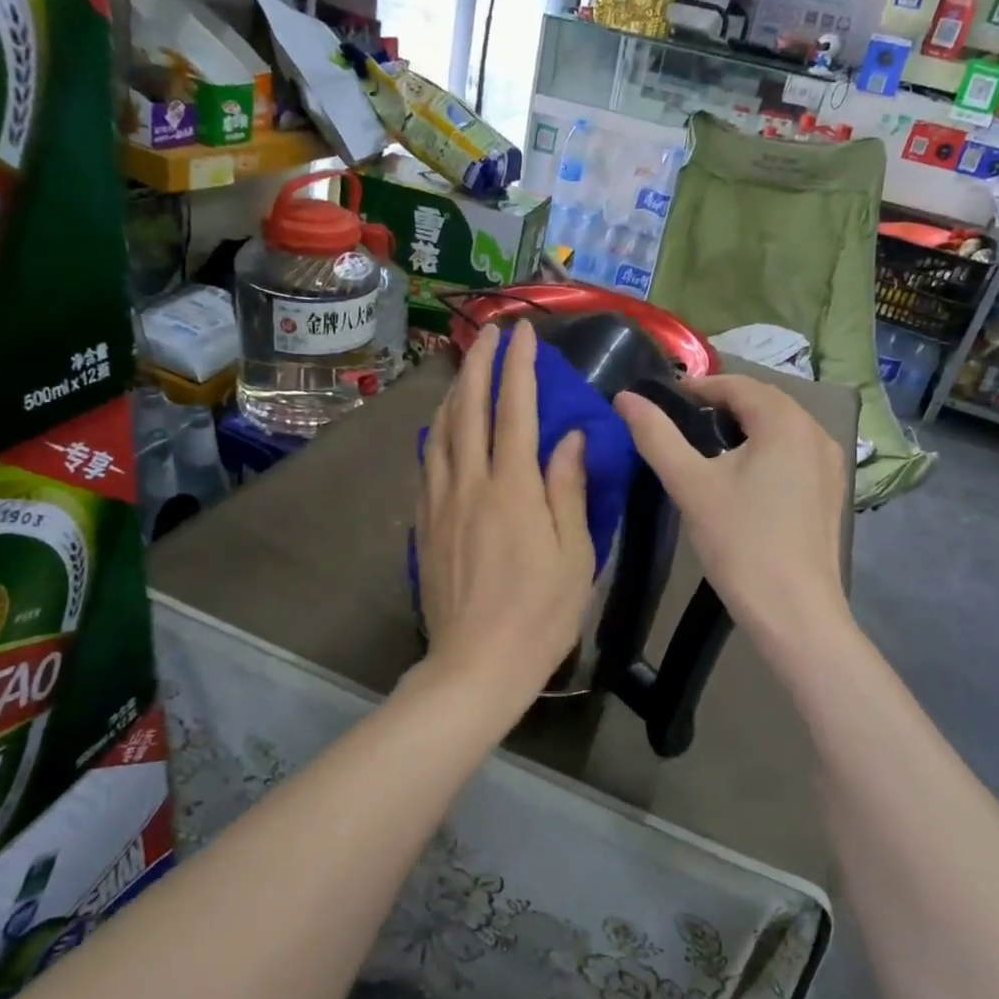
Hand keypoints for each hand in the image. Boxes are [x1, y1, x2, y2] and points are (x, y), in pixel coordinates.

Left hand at [416, 320, 595, 711]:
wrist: (475, 665)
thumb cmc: (539, 614)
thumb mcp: (574, 554)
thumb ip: (568, 489)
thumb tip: (571, 437)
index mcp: (512, 488)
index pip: (515, 410)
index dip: (519, 366)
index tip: (523, 333)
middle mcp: (470, 483)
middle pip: (470, 409)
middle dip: (480, 365)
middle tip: (489, 333)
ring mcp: (441, 502)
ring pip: (442, 431)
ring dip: (455, 392)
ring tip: (465, 368)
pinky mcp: (424, 524)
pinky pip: (428, 462)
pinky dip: (438, 432)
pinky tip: (442, 428)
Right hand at [614, 375, 847, 645]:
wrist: (794, 612)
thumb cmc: (740, 542)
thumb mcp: (689, 484)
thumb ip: (655, 435)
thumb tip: (625, 397)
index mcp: (785, 421)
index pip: (736, 384)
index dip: (697, 388)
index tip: (663, 404)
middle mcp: (816, 432)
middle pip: (762, 403)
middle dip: (720, 406)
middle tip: (680, 427)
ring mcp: (830, 464)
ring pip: (780, 428)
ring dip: (744, 428)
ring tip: (706, 452)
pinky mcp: (831, 492)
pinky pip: (794, 453)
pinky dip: (765, 452)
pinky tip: (742, 481)